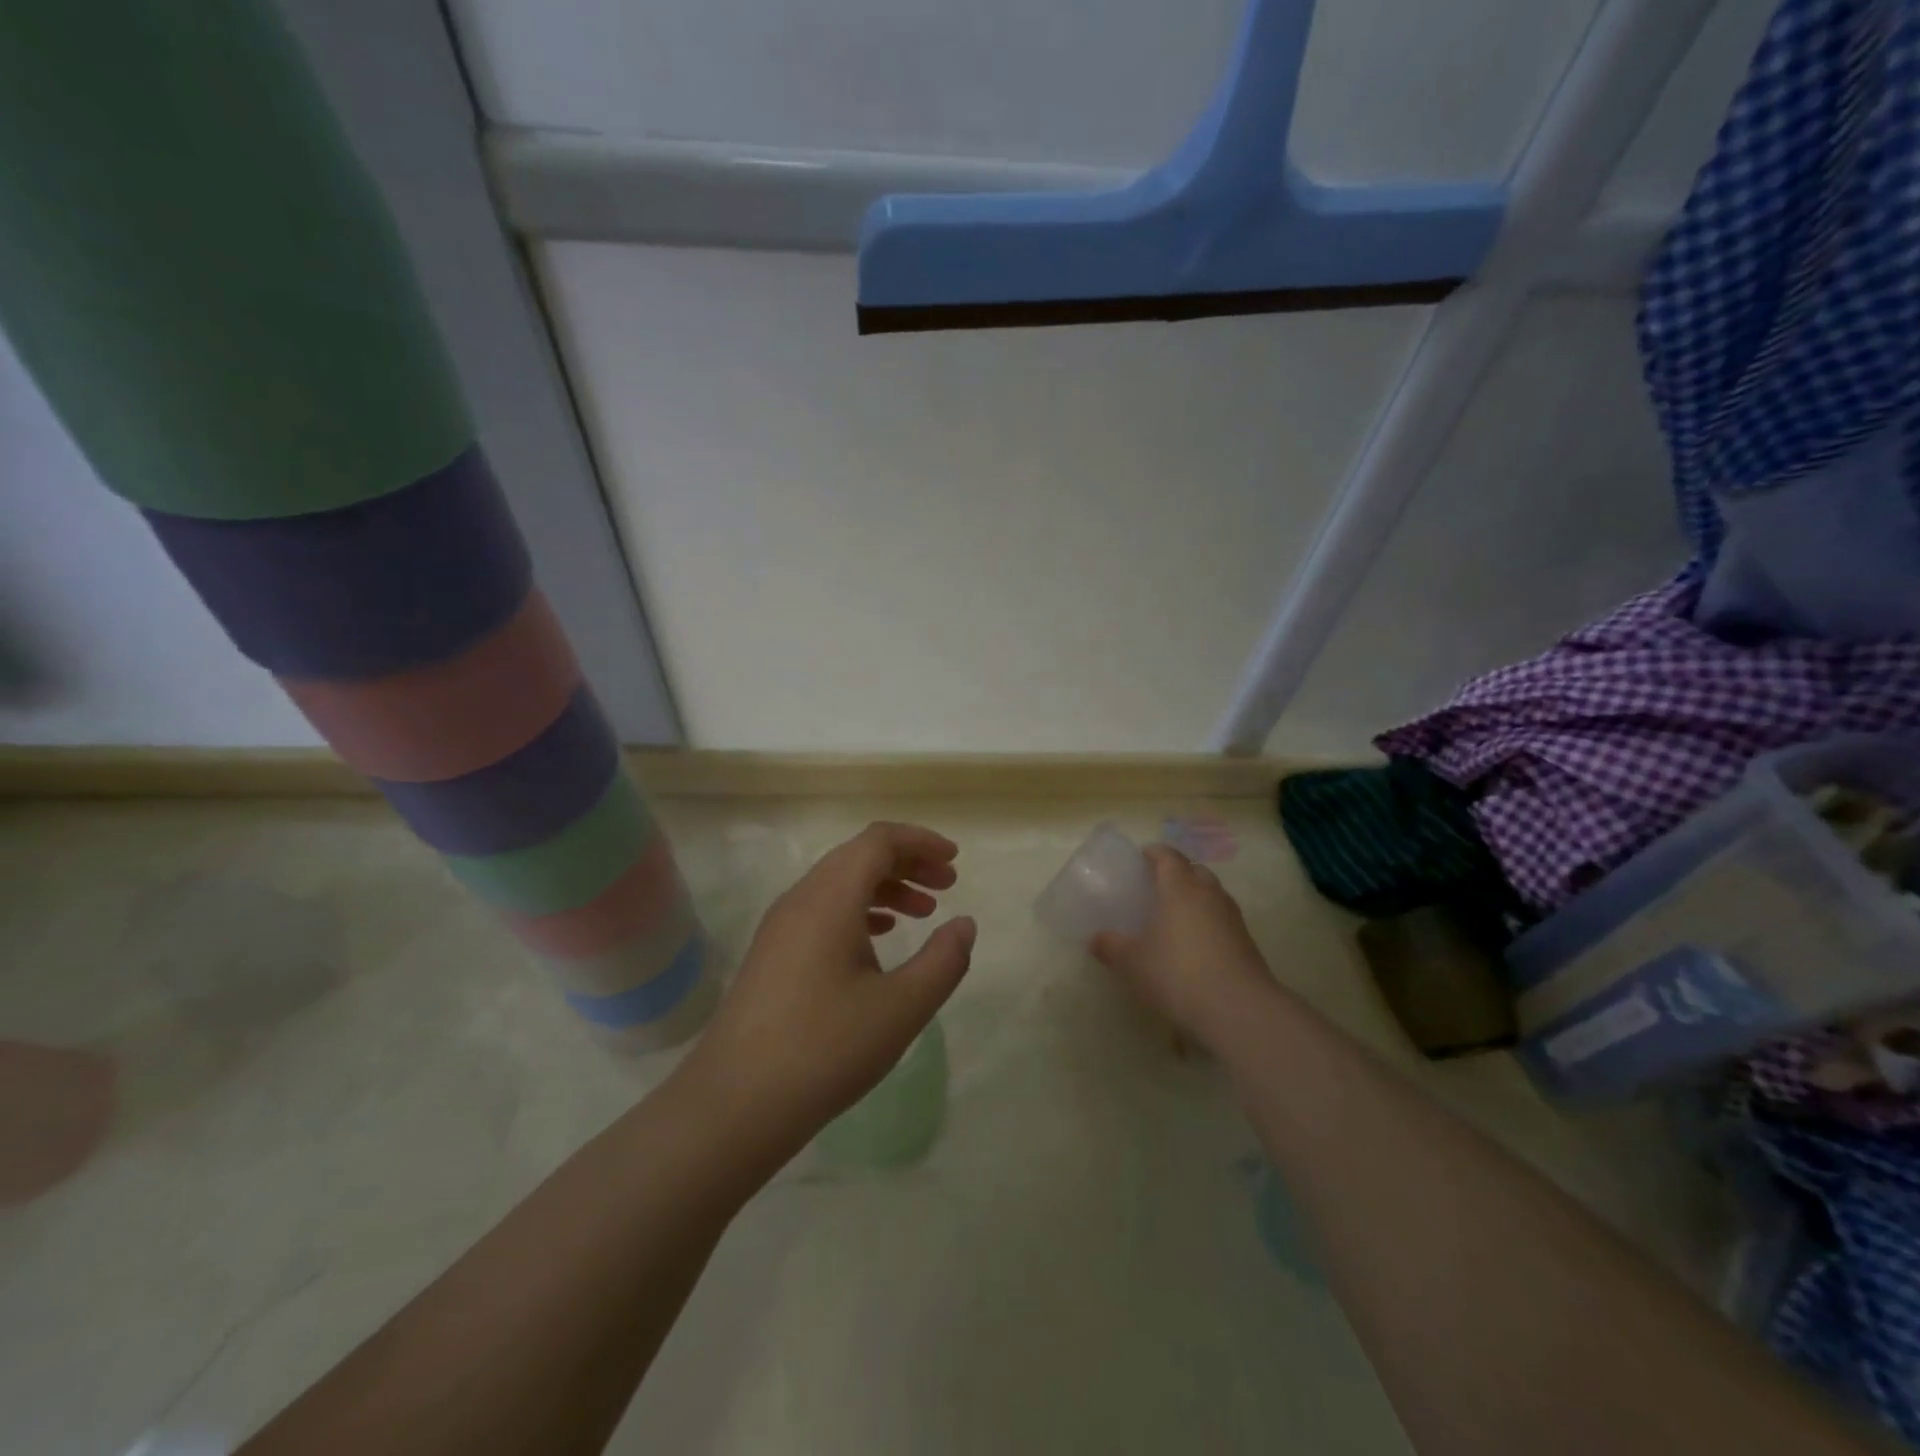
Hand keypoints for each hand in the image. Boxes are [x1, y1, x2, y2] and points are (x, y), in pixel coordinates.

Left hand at [679, 822, 974, 1165]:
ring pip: (840, 884)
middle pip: (858, 856)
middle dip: (907, 863)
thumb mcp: (902, 1008)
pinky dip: (859, 911)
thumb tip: (964, 924)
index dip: (920, 842)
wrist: (734, 1104)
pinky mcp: (772, 953)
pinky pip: (822, 910)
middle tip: (946, 886)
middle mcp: (801, 899)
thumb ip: (943, 961)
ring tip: (922, 913)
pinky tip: (878, 941)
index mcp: (830, 898)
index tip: (954, 861)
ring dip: (884, 888)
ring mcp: (780, 926)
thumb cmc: (825, 1049)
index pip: (878, 840)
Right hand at [1090, 845, 1274, 1050]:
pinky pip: (1223, 919)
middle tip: (1159, 885)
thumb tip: (1095, 940)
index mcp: (1181, 889)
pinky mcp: (1247, 943)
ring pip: (1213, 894)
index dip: (1156, 853)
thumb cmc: (1178, 973)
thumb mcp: (1133, 963)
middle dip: (1179, 872)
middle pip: (1196, 871)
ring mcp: (1232, 918)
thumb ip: (1112, 947)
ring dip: (1197, 897)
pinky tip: (1195, 943)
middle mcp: (1209, 895)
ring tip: (1176, 914)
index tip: (1143, 855)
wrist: (1238, 1009)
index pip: (1170, 858)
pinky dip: (1208, 921)